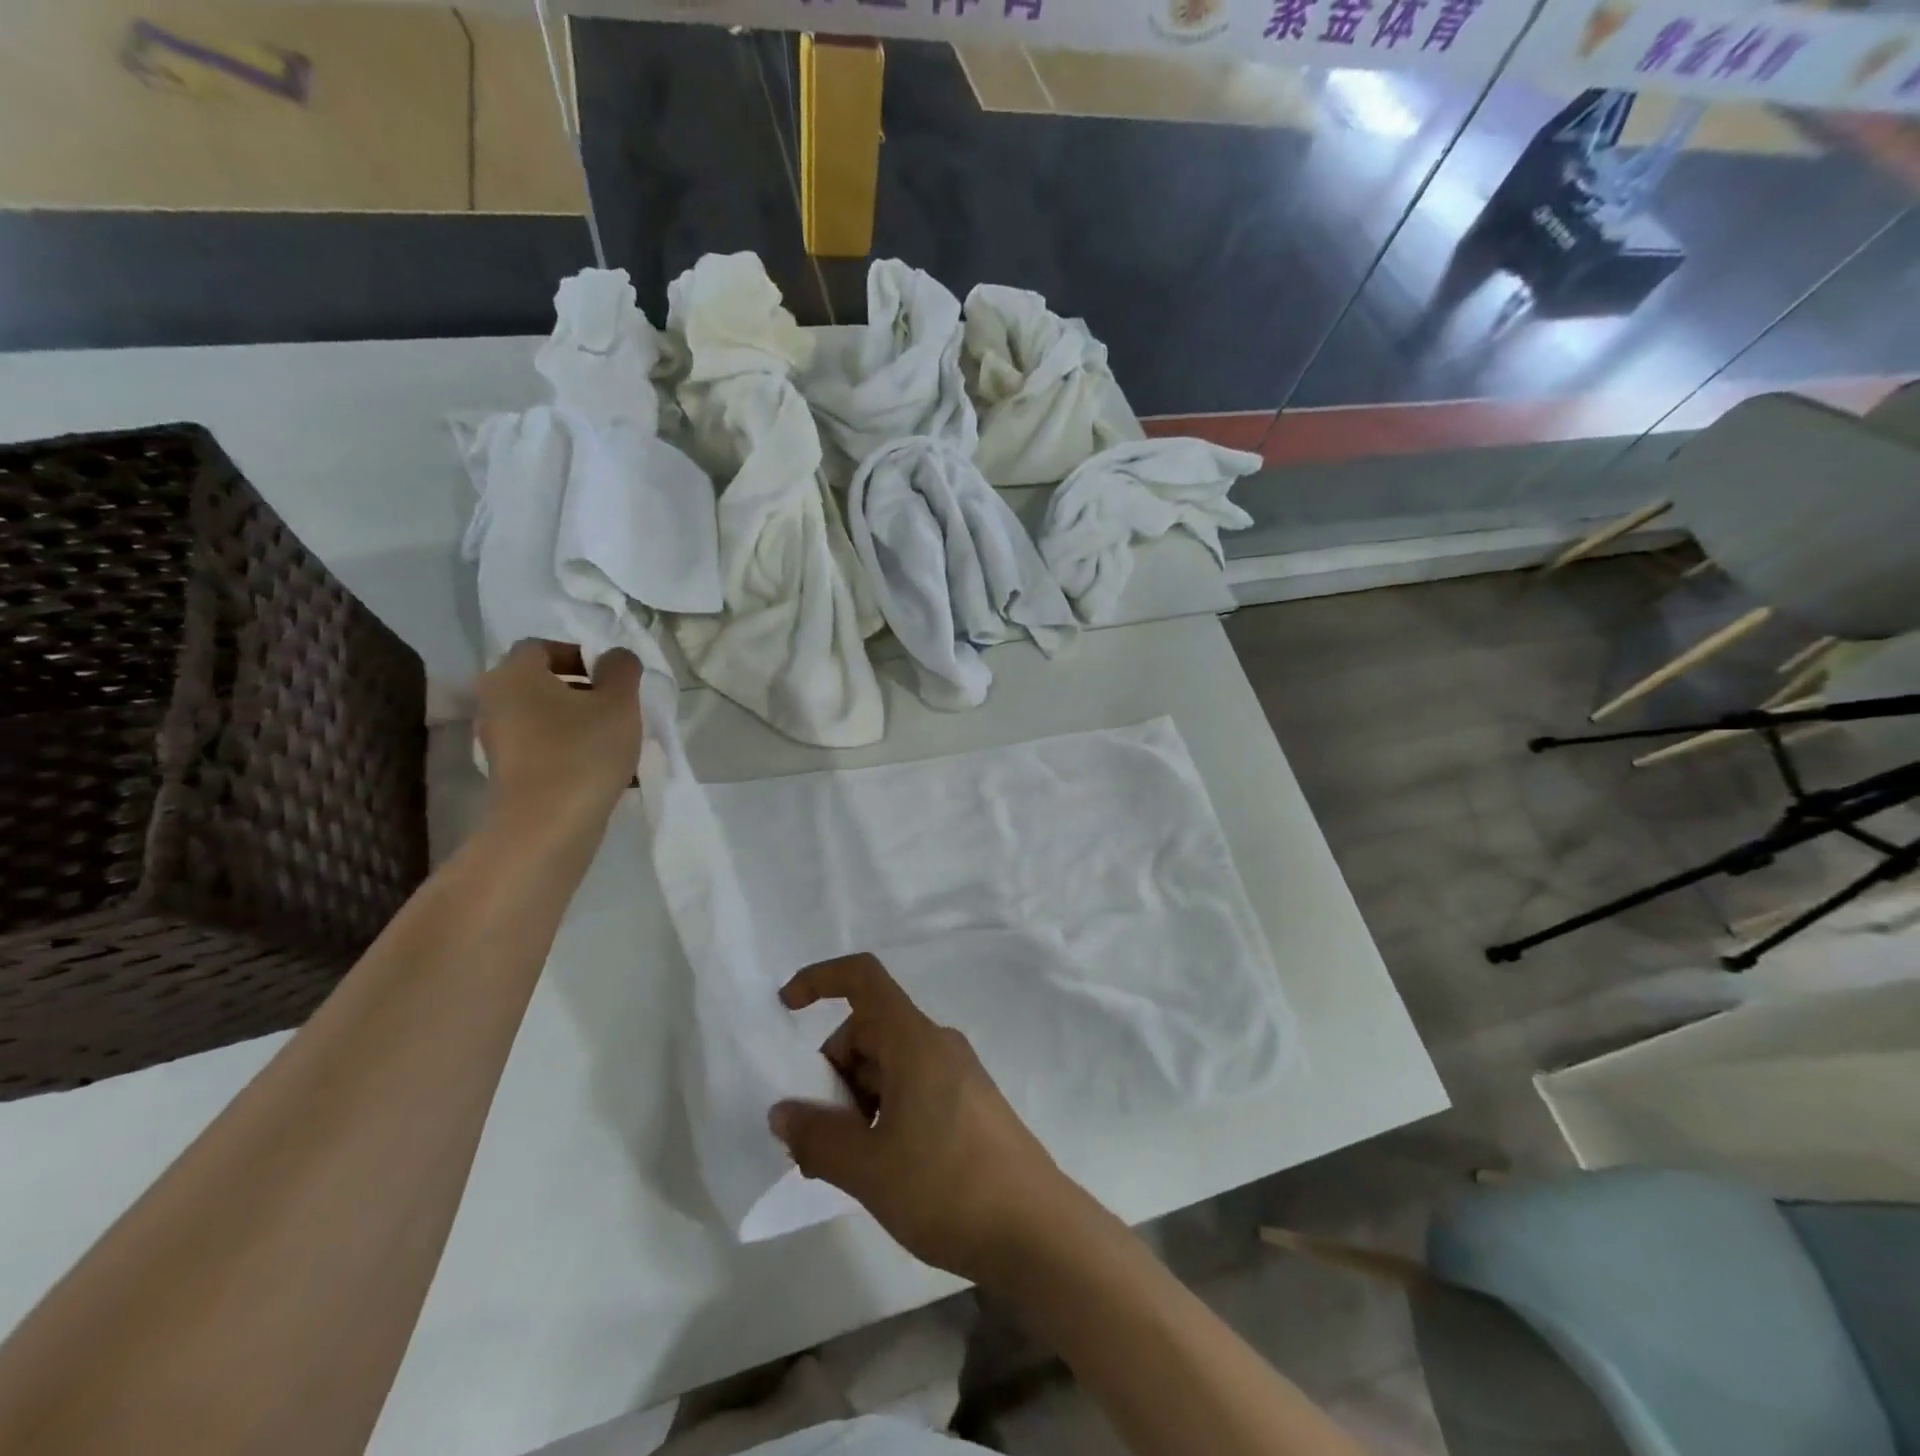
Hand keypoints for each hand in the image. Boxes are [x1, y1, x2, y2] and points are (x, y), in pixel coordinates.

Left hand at [476, 641, 641, 833]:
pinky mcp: (506, 771)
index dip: (581, 654)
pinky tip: (599, 766)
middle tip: (619, 706)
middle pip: (542, 682)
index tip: (613, 677)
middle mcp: (495, 700)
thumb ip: (621, 669)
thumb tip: (615, 657)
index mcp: (514, 673)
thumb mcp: (619, 702)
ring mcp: (496, 739)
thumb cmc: (583, 752)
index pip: (544, 646)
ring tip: (615, 740)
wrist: (546, 827)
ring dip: (579, 721)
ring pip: (545, 715)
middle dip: (584, 690)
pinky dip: (568, 747)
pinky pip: (542, 745)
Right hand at [770, 954, 1099, 1287]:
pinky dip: (882, 1112)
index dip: (821, 980)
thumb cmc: (947, 1187)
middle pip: (869, 1031)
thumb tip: (783, 1113)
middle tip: (815, 1138)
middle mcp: (937, 1044)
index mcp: (914, 1041)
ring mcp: (957, 1073)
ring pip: (888, 1064)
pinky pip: (911, 1087)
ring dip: (855, 1100)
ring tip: (843, 1164)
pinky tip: (878, 1166)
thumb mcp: (868, 1169)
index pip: (863, 978)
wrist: (1035, 1231)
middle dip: (832, 1073)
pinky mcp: (969, 1103)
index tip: (786, 1008)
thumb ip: (817, 1137)